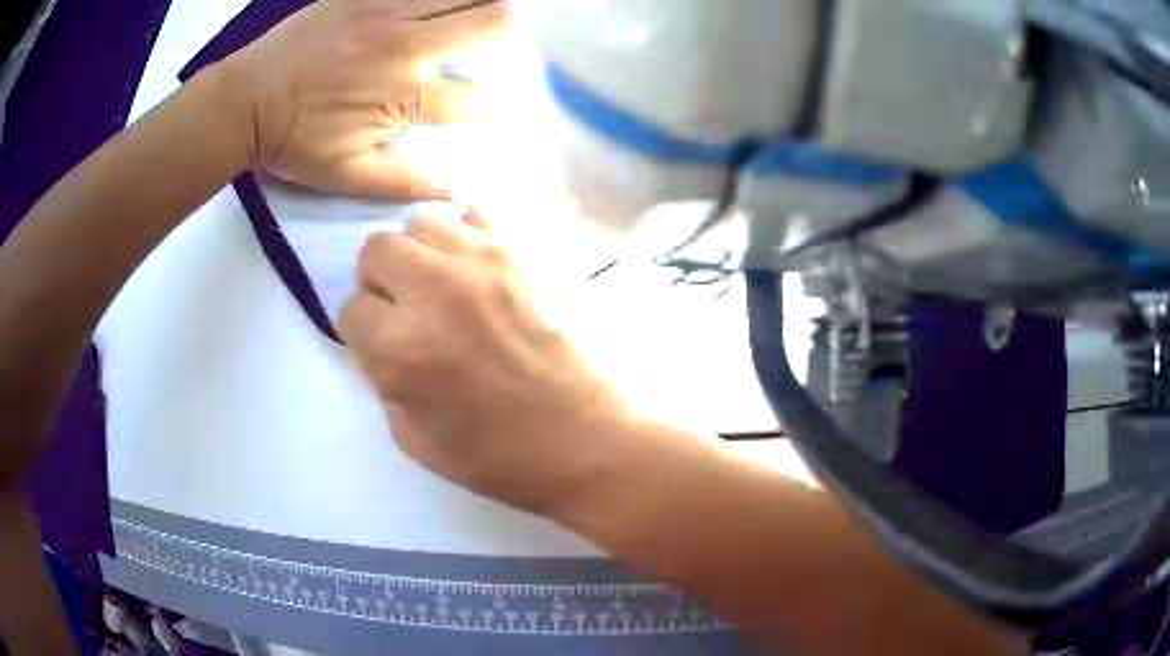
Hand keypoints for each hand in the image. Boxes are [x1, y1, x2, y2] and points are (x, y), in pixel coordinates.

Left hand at [217, 0, 509, 198]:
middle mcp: (409, 46)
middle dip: (511, 32)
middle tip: (506, 39)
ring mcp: (387, 11)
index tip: (495, 104)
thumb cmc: (293, 143)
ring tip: (480, 13)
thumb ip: (405, 183)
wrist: (243, 101)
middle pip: (489, 23)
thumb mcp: (346, 177)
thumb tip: (457, 191)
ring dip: (481, 3)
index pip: (477, 98)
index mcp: (406, 96)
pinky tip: (438, 3)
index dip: (496, 104)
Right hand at [339, 209, 642, 515]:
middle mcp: (433, 290)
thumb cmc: (507, 458)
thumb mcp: (418, 443)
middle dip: (381, 280)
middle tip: (408, 308)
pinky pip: (478, 213)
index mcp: (400, 348)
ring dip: (421, 251)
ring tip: (445, 282)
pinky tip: (482, 265)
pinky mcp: (526, 250)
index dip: (364, 329)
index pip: (351, 309)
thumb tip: (384, 348)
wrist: (595, 440)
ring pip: (422, 221)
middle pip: (377, 250)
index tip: (384, 343)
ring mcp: (483, 262)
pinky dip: (468, 233)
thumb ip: (385, 387)